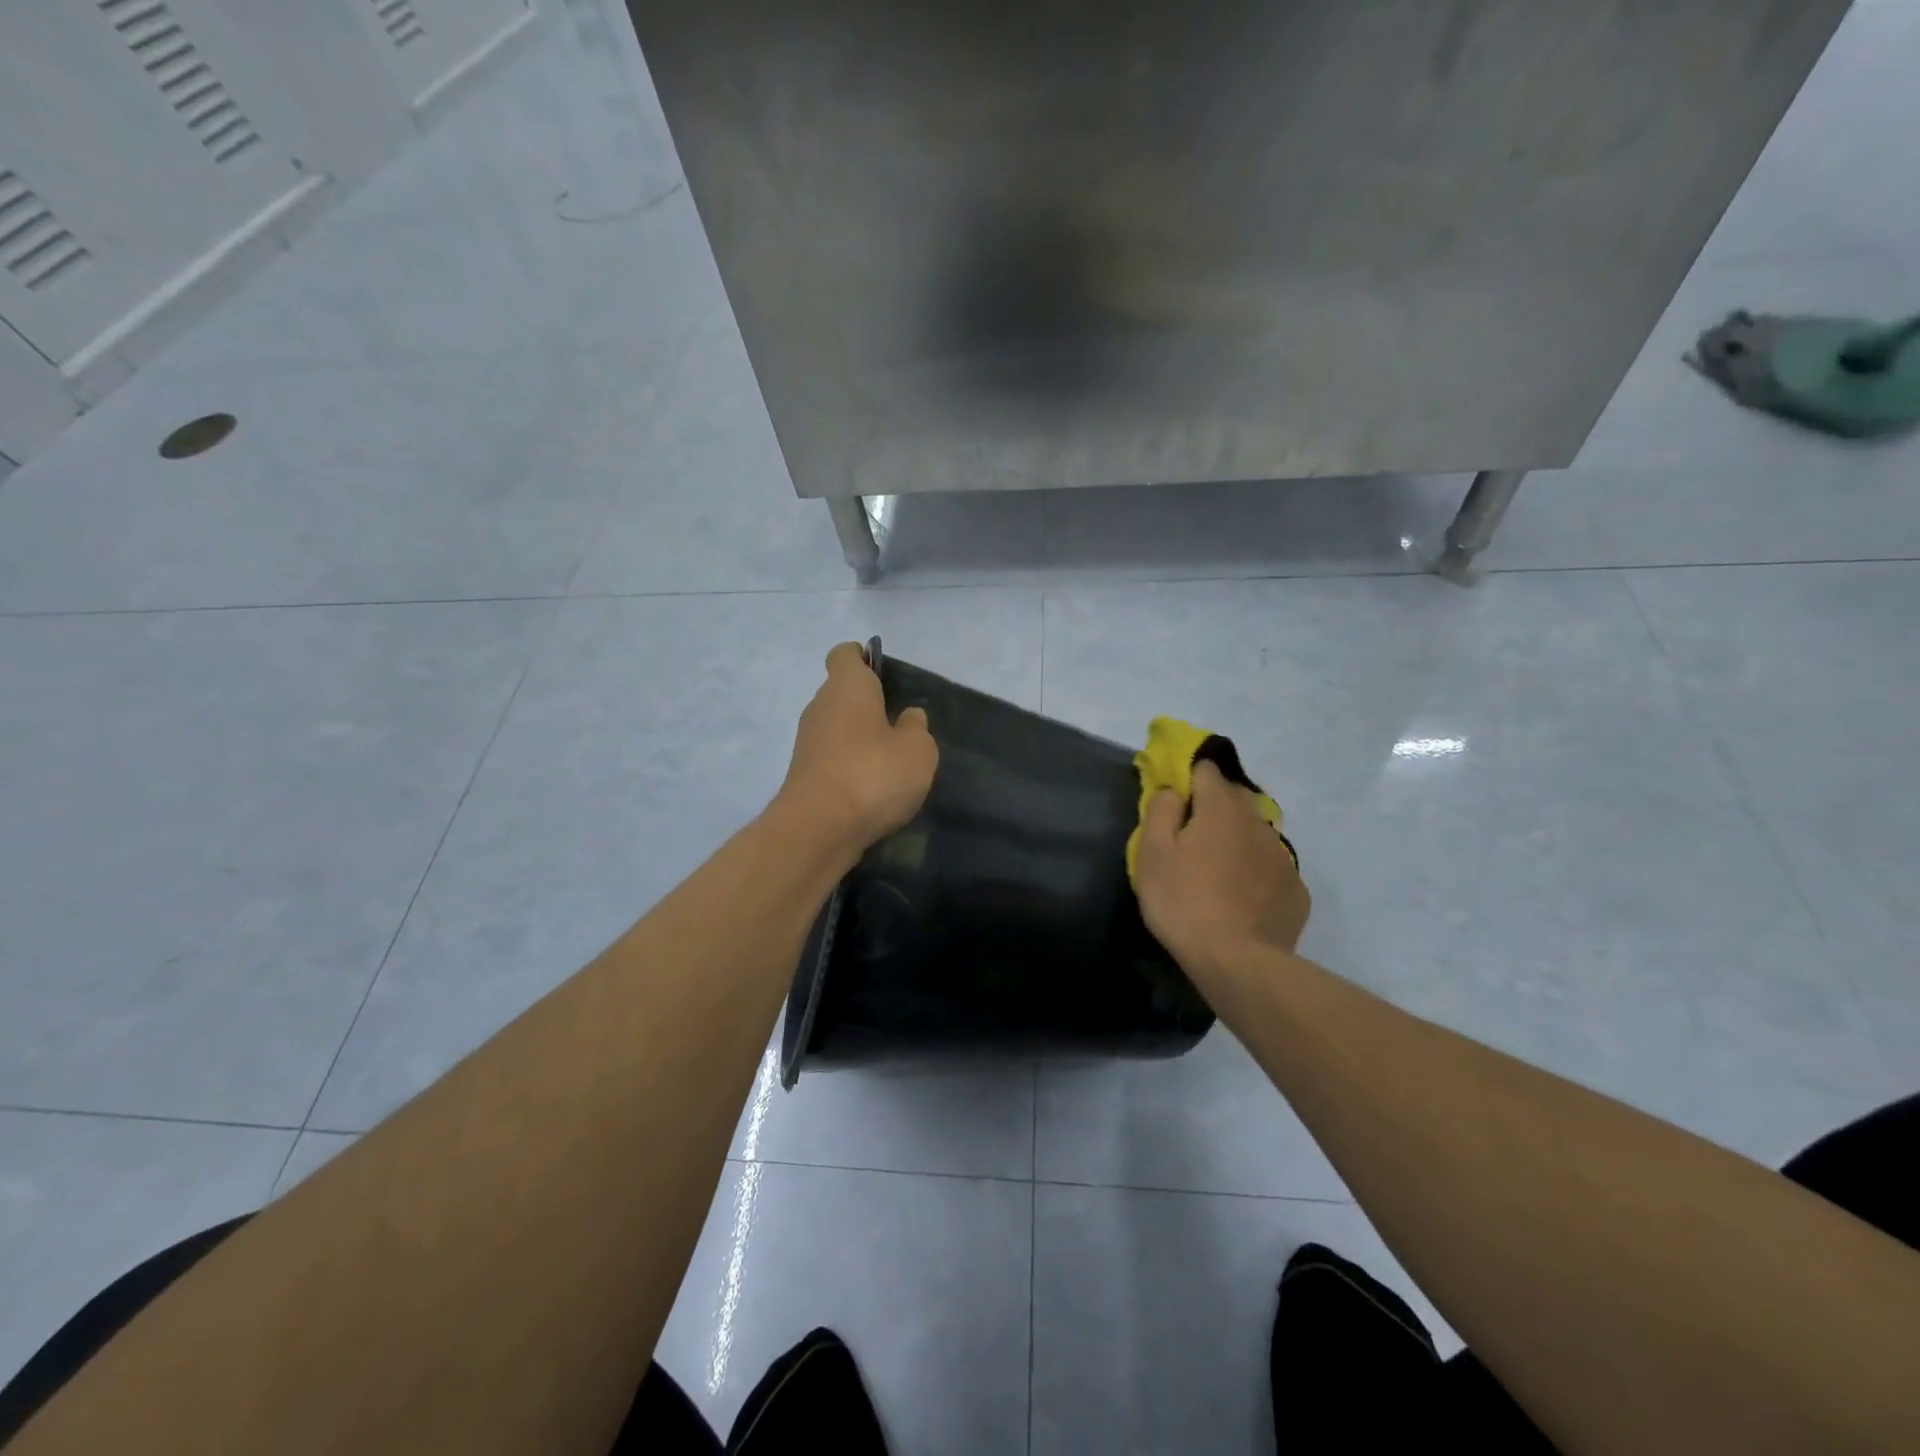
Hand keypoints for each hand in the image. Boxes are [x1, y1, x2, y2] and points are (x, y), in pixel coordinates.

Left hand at [777, 642, 938, 853]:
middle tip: (901, 726)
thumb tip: (907, 717)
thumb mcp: (918, 750)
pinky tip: (873, 789)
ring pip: (837, 728)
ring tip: (892, 763)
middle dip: (868, 705)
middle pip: (842, 693)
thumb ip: (916, 728)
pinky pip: (832, 758)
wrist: (818, 829)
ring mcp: (807, 742)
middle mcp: (820, 707)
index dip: (863, 658)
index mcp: (847, 686)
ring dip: (860, 739)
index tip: (884, 675)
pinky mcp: (804, 775)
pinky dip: (850, 766)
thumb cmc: (873, 774)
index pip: (845, 654)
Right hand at [1134, 760, 1309, 983]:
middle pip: (1234, 798)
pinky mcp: (1295, 890)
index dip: (1187, 777)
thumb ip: (1161, 810)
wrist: (1237, 963)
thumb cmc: (1184, 902)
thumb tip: (1174, 791)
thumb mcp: (1152, 853)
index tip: (1173, 800)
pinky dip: (1254, 872)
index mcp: (1221, 808)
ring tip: (1216, 871)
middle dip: (1213, 807)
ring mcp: (1282, 857)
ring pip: (1255, 832)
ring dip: (1236, 839)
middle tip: (1190, 837)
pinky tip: (1240, 898)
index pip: (1206, 769)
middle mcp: (1258, 822)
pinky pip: (1270, 867)